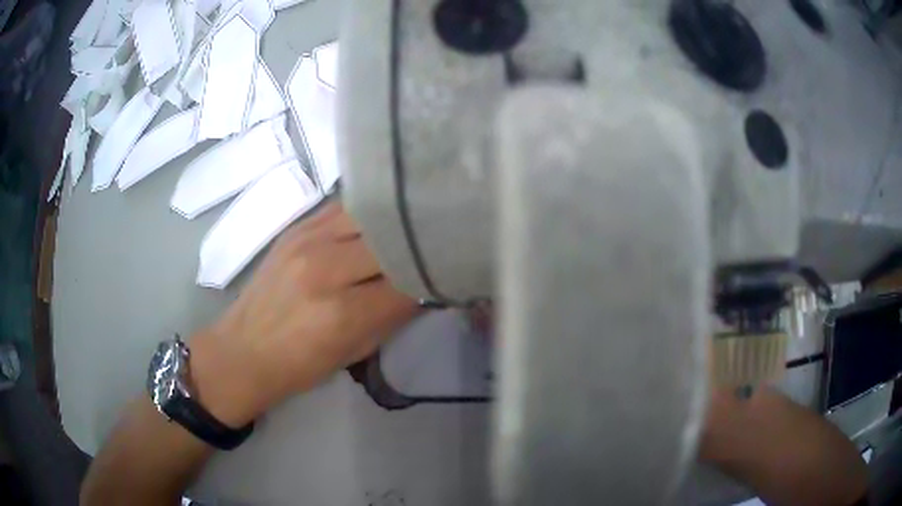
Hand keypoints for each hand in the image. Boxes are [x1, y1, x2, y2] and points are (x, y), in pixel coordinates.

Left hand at [189, 201, 419, 426]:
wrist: (243, 350)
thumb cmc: (299, 365)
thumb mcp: (354, 353)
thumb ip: (391, 317)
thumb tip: (423, 287)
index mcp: (342, 313)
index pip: (407, 283)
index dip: (431, 279)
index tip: (446, 275)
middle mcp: (325, 268)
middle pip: (390, 240)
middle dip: (416, 245)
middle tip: (434, 248)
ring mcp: (307, 241)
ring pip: (369, 214)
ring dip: (392, 223)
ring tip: (409, 228)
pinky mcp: (295, 228)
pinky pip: (342, 209)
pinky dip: (365, 215)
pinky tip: (376, 221)